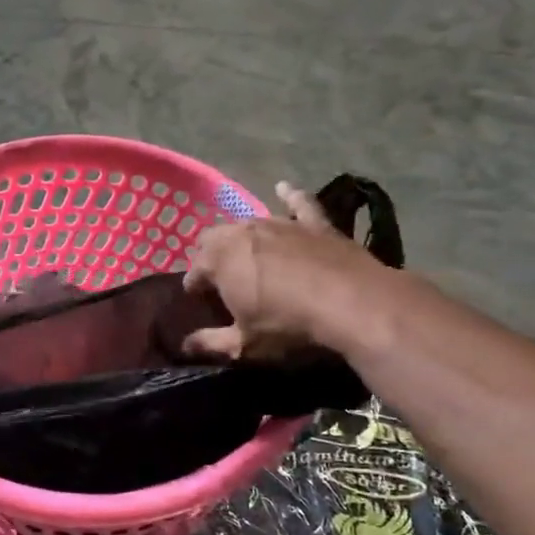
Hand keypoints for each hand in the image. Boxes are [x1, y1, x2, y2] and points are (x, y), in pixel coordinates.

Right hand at [182, 182, 385, 360]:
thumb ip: (211, 343)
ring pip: (249, 222)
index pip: (195, 270)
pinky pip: (298, 204)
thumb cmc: (287, 324)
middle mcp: (242, 233)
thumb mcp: (244, 343)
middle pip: (214, 238)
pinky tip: (284, 188)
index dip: (193, 285)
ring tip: (246, 252)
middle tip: (220, 277)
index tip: (196, 298)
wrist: (350, 301)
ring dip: (242, 236)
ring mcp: (279, 223)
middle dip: (211, 254)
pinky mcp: (313, 223)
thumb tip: (185, 346)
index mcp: (219, 260)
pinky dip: (289, 197)